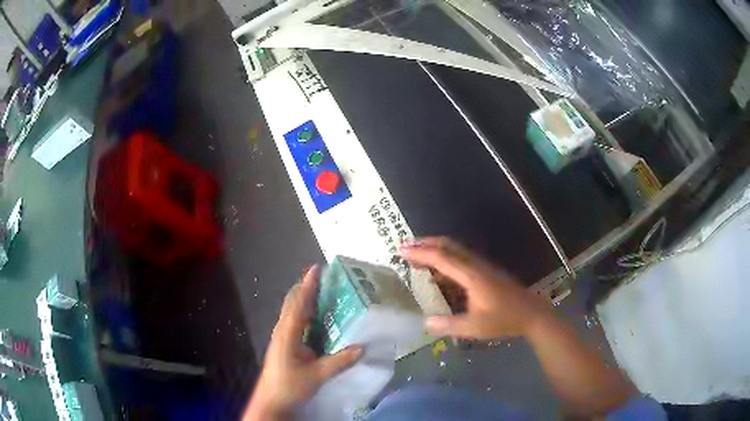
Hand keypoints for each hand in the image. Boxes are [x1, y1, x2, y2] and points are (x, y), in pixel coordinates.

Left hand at [244, 266, 362, 419]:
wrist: (272, 399)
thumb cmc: (290, 385)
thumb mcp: (317, 375)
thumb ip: (339, 361)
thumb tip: (363, 347)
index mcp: (287, 333)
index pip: (299, 304)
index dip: (308, 285)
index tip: (317, 268)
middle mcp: (283, 330)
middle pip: (293, 303)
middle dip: (306, 288)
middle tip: (324, 276)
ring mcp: (282, 337)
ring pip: (293, 311)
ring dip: (306, 299)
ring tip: (323, 290)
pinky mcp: (285, 344)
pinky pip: (296, 321)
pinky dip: (306, 312)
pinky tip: (318, 316)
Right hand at [399, 237, 552, 339]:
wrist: (531, 313)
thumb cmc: (504, 319)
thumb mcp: (475, 327)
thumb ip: (449, 325)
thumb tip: (424, 323)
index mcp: (471, 276)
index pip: (441, 258)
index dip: (420, 253)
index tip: (400, 250)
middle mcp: (475, 265)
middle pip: (448, 245)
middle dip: (425, 243)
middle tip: (405, 247)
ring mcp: (481, 266)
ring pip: (455, 249)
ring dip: (434, 249)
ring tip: (416, 256)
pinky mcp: (485, 271)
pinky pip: (460, 258)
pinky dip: (444, 258)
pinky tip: (438, 273)